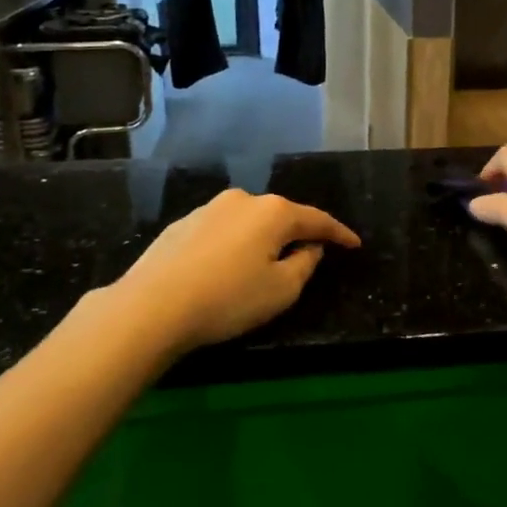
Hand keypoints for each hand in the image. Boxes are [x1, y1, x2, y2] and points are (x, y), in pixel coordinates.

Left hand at [109, 190, 360, 353]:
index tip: (354, 244)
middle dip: (297, 234)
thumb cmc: (228, 298)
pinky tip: (226, 267)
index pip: (317, 219)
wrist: (152, 306)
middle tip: (309, 255)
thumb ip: (305, 264)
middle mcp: (243, 200)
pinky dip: (234, 245)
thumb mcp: (281, 290)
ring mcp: (209, 209)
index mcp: (274, 212)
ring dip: (262, 239)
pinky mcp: (182, 224)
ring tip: (264, 264)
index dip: (339, 233)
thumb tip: (310, 247)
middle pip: (281, 216)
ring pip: (249, 222)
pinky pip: (222, 231)